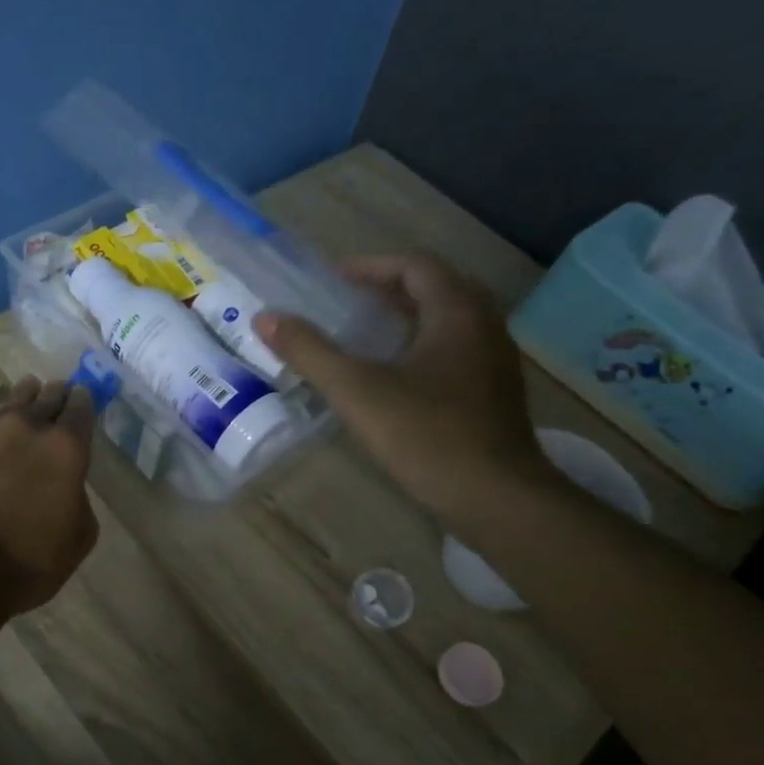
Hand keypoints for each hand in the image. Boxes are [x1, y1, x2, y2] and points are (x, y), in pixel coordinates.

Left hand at [0, 376, 99, 616]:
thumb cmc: (28, 559)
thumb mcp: (77, 537)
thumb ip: (77, 500)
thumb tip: (66, 489)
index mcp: (64, 447)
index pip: (80, 408)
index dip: (83, 400)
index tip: (83, 393)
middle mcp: (24, 430)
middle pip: (42, 399)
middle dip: (52, 394)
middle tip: (56, 389)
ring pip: (7, 408)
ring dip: (19, 402)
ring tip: (26, 394)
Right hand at [253, 254, 550, 523]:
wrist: (498, 498)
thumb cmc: (428, 437)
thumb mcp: (358, 392)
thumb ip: (311, 352)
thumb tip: (265, 318)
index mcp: (456, 312)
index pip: (415, 265)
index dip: (371, 266)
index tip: (333, 280)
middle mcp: (484, 325)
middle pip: (435, 286)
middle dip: (389, 288)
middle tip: (348, 302)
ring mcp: (495, 359)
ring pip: (449, 318)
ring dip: (408, 316)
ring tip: (366, 333)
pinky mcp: (495, 391)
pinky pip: (456, 347)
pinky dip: (423, 344)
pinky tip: (397, 374)